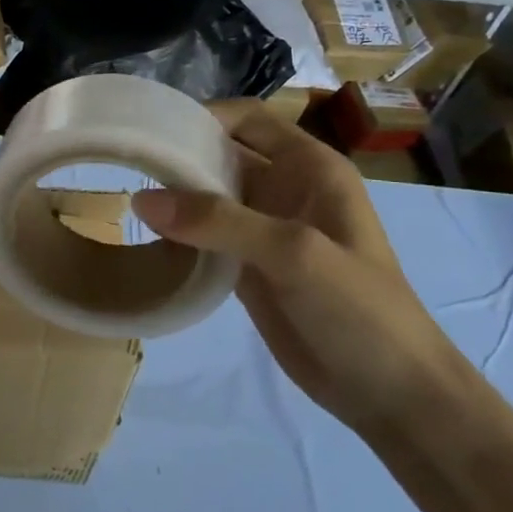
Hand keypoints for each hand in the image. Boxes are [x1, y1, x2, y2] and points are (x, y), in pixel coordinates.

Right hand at [130, 101, 457, 431]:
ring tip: (123, 196)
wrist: (389, 393)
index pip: (247, 120)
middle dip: (179, 156)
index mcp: (309, 168)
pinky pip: (206, 237)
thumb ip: (219, 221)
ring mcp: (266, 230)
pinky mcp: (249, 267)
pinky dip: (178, 234)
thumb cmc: (359, 310)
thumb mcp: (294, 254)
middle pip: (222, 155)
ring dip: (174, 196)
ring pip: (210, 197)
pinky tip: (145, 238)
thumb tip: (140, 199)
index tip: (150, 130)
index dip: (202, 117)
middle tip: (123, 164)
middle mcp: (285, 189)